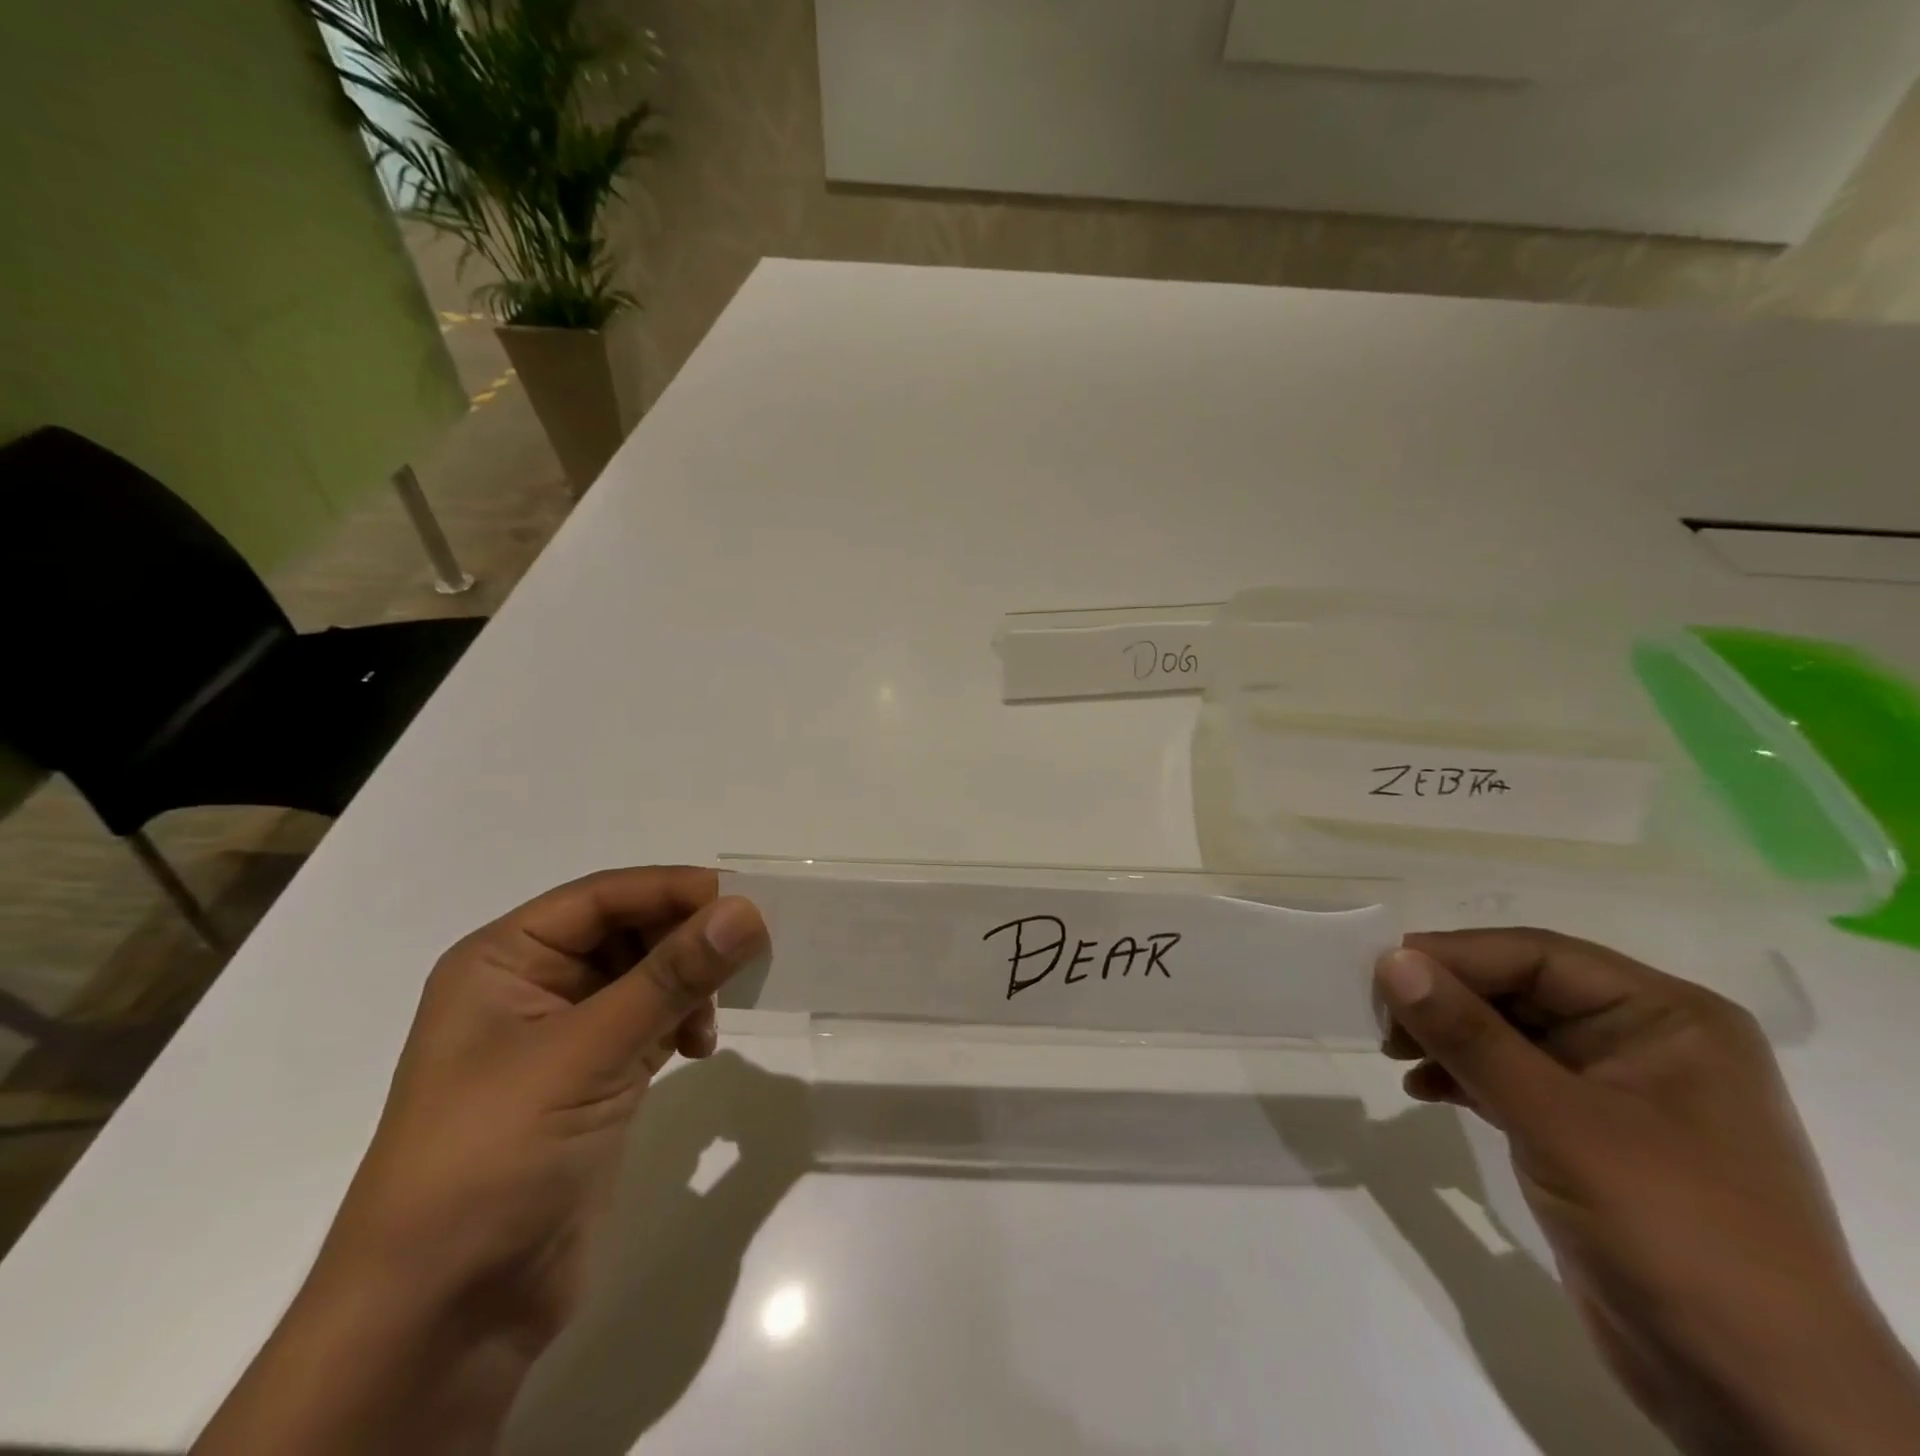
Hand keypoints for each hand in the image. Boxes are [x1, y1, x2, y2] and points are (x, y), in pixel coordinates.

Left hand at [322, 866, 768, 1344]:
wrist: (446, 1314)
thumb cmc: (494, 1155)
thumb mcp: (586, 1052)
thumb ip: (672, 977)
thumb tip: (746, 910)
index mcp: (504, 960)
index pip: (602, 897)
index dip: (671, 890)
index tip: (742, 901)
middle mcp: (532, 986)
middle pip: (628, 931)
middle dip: (684, 940)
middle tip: (745, 956)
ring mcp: (565, 1036)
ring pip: (647, 977)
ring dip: (689, 985)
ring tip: (713, 1018)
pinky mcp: (596, 1079)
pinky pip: (653, 1022)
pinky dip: (684, 1023)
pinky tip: (699, 1048)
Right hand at [1376, 929, 1919, 1455]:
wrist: (1759, 1399)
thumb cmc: (1674, 1232)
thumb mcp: (1561, 1123)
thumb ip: (1471, 1036)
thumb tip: (1390, 960)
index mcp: (1667, 1018)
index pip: (1539, 957)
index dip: (1455, 956)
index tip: (1381, 972)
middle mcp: (1644, 1041)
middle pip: (1520, 991)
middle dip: (1446, 1001)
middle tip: (1379, 1019)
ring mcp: (1616, 1092)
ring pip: (1507, 1034)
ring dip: (1446, 1038)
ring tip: (1393, 1054)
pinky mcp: (1587, 1137)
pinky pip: (1510, 1080)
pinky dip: (1461, 1077)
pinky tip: (1422, 1090)